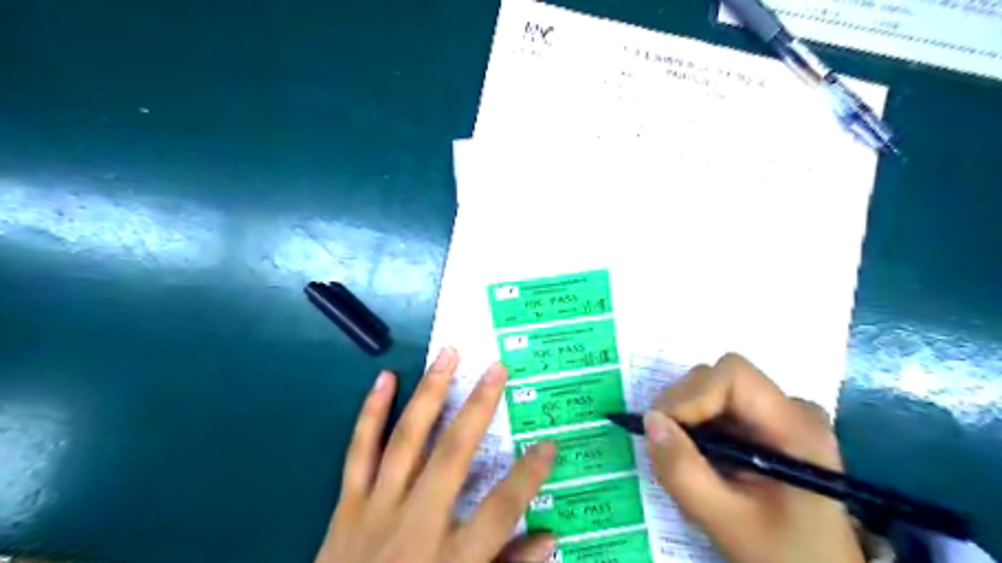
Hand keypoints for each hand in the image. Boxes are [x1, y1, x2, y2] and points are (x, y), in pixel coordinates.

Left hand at [316, 348, 559, 562]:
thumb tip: (550, 536)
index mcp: (451, 559)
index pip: (501, 510)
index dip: (529, 476)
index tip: (550, 443)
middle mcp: (415, 524)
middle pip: (453, 456)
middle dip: (479, 408)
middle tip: (497, 368)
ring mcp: (377, 508)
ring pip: (407, 440)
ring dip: (429, 393)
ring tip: (446, 355)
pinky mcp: (348, 503)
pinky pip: (359, 451)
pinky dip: (371, 413)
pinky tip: (385, 378)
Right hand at [646, 352, 866, 562]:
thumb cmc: (782, 552)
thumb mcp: (727, 521)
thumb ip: (683, 472)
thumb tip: (649, 421)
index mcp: (795, 427)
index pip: (733, 375)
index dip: (692, 395)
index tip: (665, 430)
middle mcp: (790, 408)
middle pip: (719, 378)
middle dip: (682, 408)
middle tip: (665, 448)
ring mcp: (778, 414)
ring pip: (713, 390)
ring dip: (686, 418)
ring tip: (684, 459)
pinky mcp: (765, 424)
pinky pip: (717, 406)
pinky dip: (695, 426)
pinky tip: (698, 458)